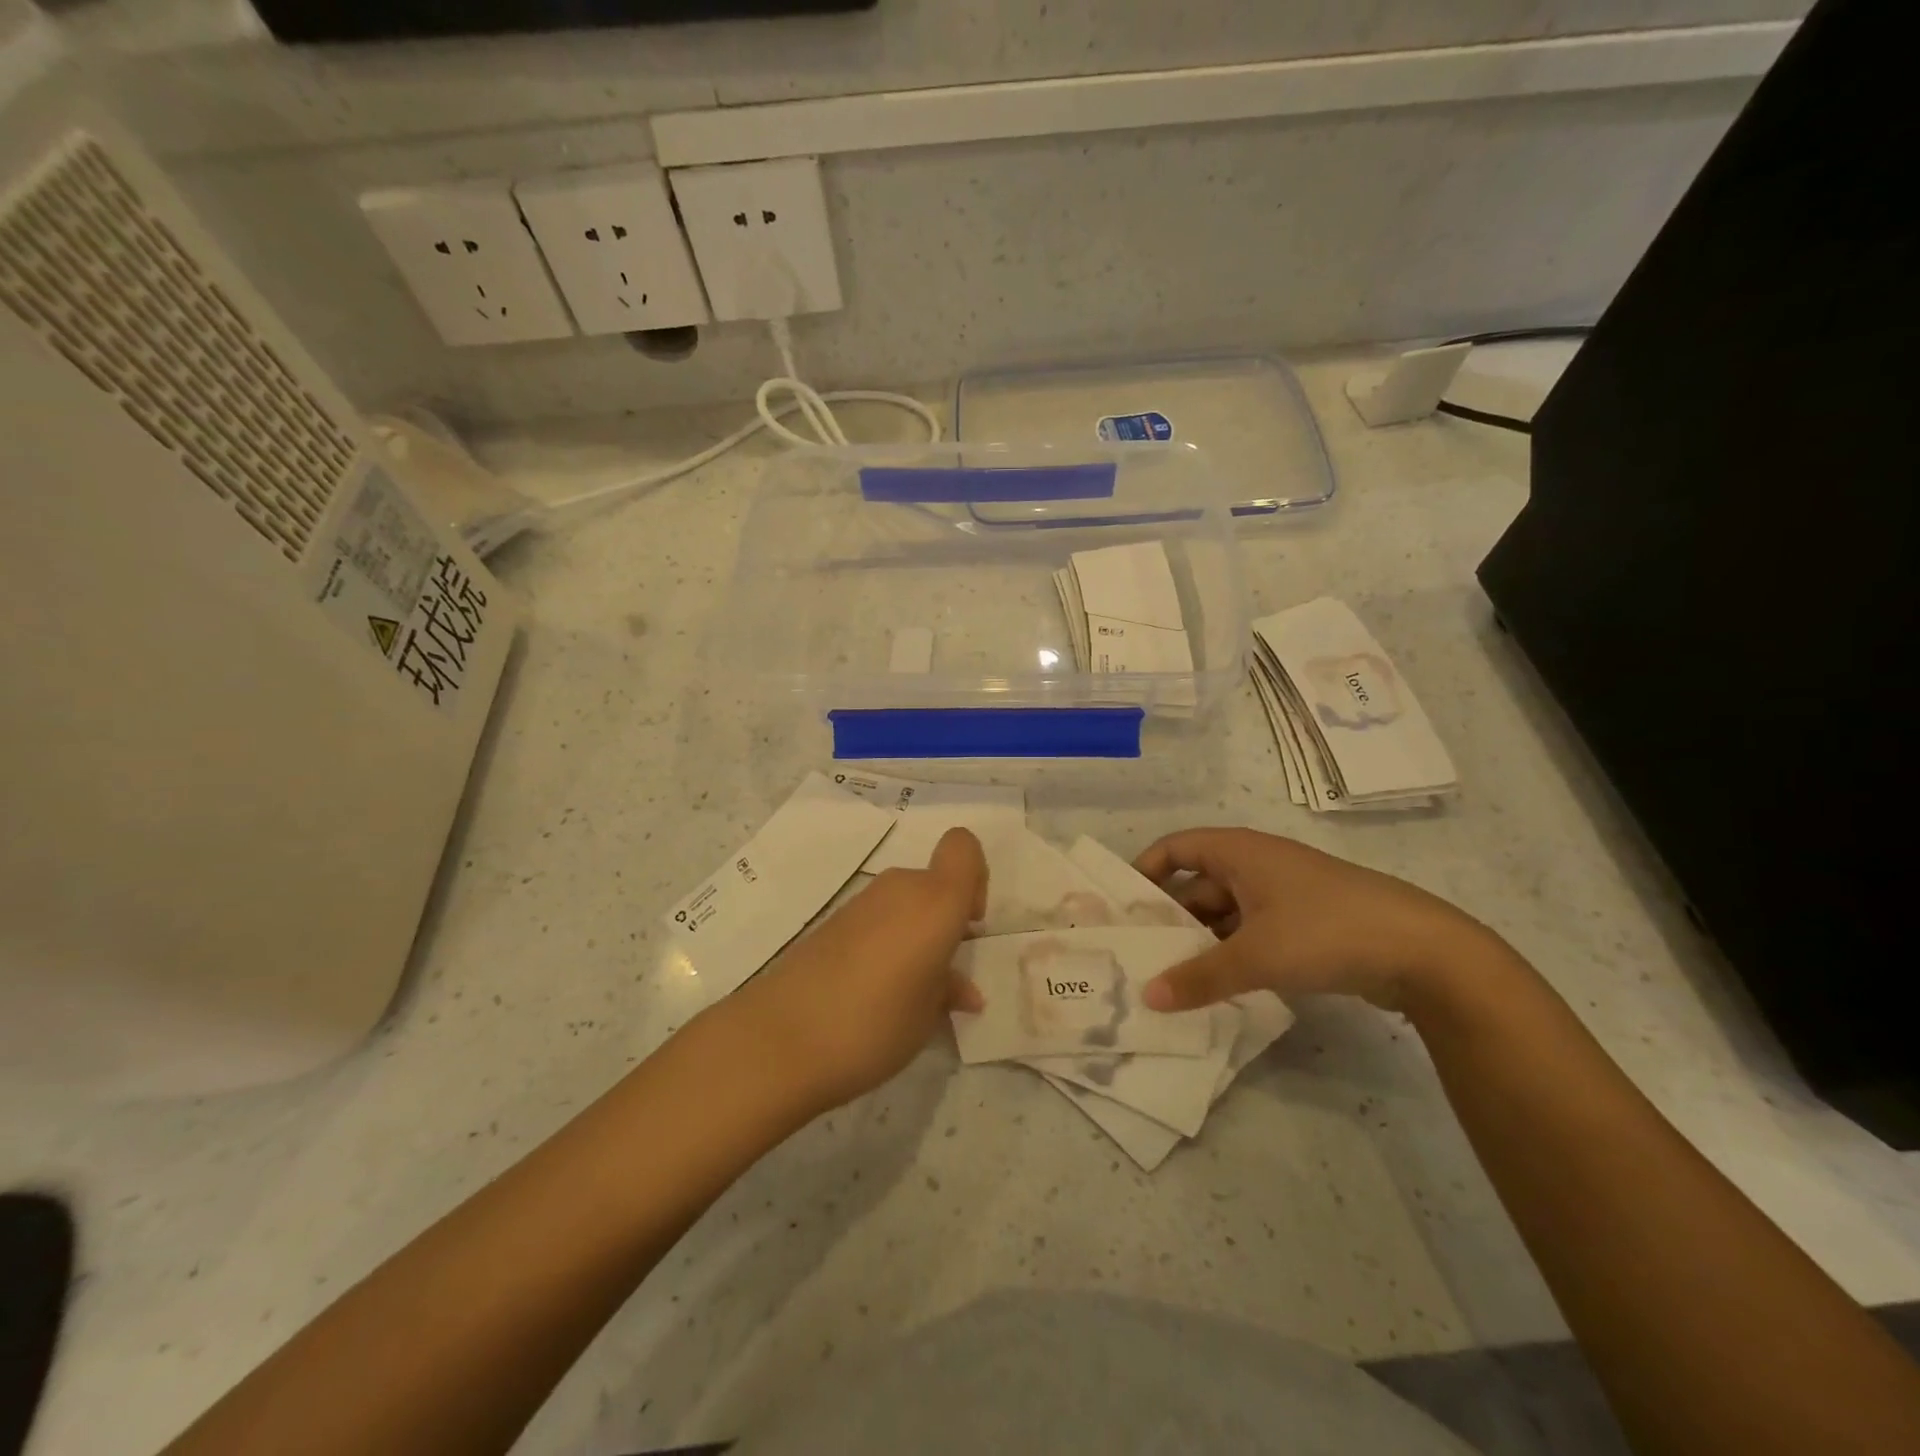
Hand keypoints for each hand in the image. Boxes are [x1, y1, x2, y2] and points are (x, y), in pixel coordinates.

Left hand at [728, 827, 987, 1113]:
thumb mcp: (927, 1015)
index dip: (976, 877)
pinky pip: (878, 920)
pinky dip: (888, 943)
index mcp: (934, 901)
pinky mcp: (832, 923)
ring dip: (916, 934)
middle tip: (944, 972)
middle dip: (946, 918)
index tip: (968, 925)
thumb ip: (949, 990)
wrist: (779, 1040)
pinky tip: (877, 993)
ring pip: (906, 903)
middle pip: (935, 881)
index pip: (964, 847)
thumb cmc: (874, 1023)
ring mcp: (861, 903)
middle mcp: (899, 889)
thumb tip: (960, 987)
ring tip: (911, 992)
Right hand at [1132, 828, 1493, 1013]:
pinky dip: (1231, 954)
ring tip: (1170, 977)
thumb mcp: (1255, 956)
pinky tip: (1217, 986)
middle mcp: (1256, 865)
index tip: (1123, 907)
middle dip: (1170, 917)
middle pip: (1198, 884)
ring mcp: (1283, 896)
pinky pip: (1252, 933)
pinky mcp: (1305, 925)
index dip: (1146, 870)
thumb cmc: (1326, 931)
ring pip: (1226, 913)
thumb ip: (1199, 977)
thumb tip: (1147, 997)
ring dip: (1201, 941)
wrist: (1424, 951)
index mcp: (1239, 852)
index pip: (1176, 848)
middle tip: (1139, 954)